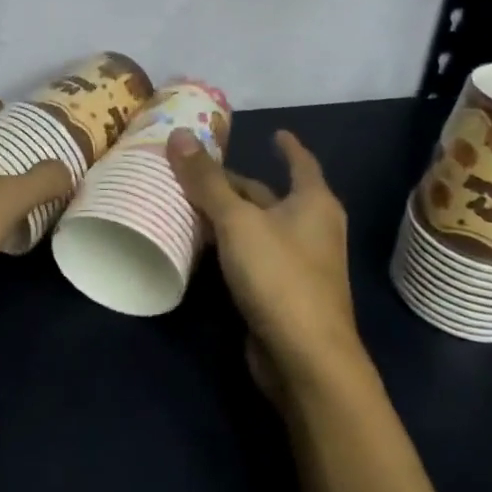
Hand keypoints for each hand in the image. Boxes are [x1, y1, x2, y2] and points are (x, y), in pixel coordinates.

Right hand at [167, 128, 365, 402]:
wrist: (305, 359)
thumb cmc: (279, 276)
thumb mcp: (237, 221)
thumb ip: (207, 180)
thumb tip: (179, 134)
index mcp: (313, 203)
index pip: (300, 163)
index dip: (287, 146)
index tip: (275, 132)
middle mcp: (311, 228)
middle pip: (268, 196)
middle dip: (235, 184)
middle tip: (195, 169)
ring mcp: (298, 264)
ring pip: (256, 228)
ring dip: (227, 216)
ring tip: (187, 201)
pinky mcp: (281, 293)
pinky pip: (251, 256)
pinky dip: (228, 246)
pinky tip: (199, 245)